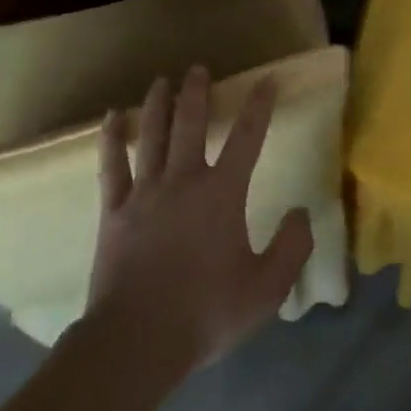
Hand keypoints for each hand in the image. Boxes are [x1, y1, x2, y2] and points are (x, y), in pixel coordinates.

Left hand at [88, 66, 313, 372]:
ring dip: (158, 104)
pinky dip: (111, 139)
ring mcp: (144, 193)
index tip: (267, 80)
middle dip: (198, 92)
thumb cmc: (205, 313)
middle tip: (199, 68)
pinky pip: (111, 165)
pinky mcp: (113, 211)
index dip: (259, 106)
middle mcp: (183, 180)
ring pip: (152, 135)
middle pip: (191, 123)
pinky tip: (110, 117)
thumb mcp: (266, 289)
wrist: (136, 342)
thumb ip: (291, 247)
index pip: (247, 138)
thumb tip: (300, 213)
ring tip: (162, 80)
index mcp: (222, 194)